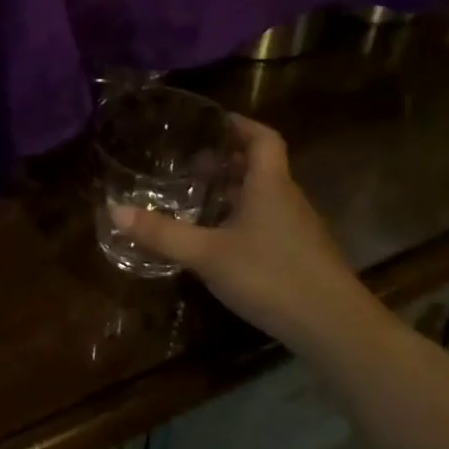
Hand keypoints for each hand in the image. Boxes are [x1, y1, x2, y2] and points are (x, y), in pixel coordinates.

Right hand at [111, 115, 388, 356]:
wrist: (333, 326)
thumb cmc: (270, 276)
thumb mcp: (207, 254)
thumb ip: (162, 233)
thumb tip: (115, 210)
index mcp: (269, 185)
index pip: (263, 138)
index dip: (239, 125)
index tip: (211, 122)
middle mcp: (287, 198)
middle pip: (262, 165)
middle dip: (228, 159)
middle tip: (192, 164)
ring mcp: (298, 228)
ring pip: (265, 195)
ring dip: (235, 190)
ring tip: (200, 199)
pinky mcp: (301, 254)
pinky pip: (269, 221)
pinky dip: (244, 217)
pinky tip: (222, 241)